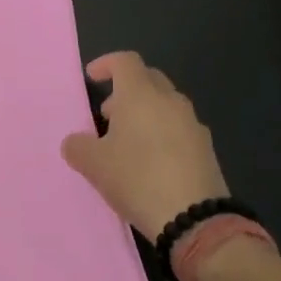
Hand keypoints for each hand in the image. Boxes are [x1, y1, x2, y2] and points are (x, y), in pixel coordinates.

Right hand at [60, 52, 228, 241]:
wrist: (194, 219)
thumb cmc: (137, 179)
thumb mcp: (94, 164)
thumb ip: (78, 146)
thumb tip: (75, 142)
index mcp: (141, 94)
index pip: (125, 61)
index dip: (106, 64)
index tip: (92, 78)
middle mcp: (170, 101)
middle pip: (148, 78)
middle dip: (126, 89)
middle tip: (108, 114)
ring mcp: (192, 123)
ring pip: (166, 104)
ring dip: (145, 112)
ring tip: (128, 142)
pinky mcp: (206, 148)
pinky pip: (179, 127)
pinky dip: (162, 132)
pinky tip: (152, 161)